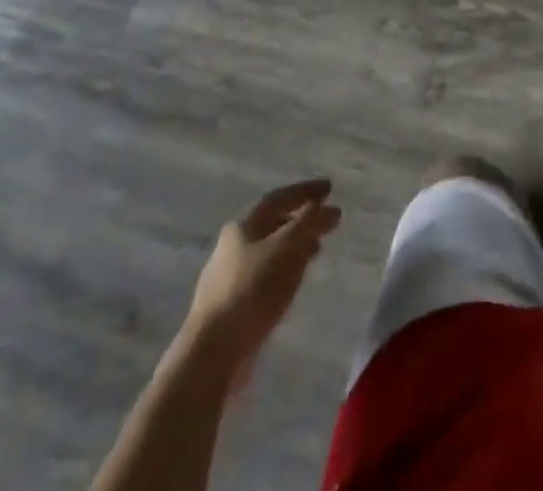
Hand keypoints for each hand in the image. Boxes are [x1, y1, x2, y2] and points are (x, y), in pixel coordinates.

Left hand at [192, 179, 341, 355]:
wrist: (212, 353)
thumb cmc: (253, 289)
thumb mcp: (287, 247)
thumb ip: (309, 223)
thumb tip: (328, 208)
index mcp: (243, 226)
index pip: (278, 198)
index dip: (305, 190)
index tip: (330, 188)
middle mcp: (232, 246)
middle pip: (273, 223)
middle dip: (301, 219)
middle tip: (327, 220)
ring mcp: (229, 277)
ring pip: (270, 251)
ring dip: (295, 245)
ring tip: (317, 249)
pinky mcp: (232, 306)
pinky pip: (265, 276)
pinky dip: (285, 269)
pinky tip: (295, 280)